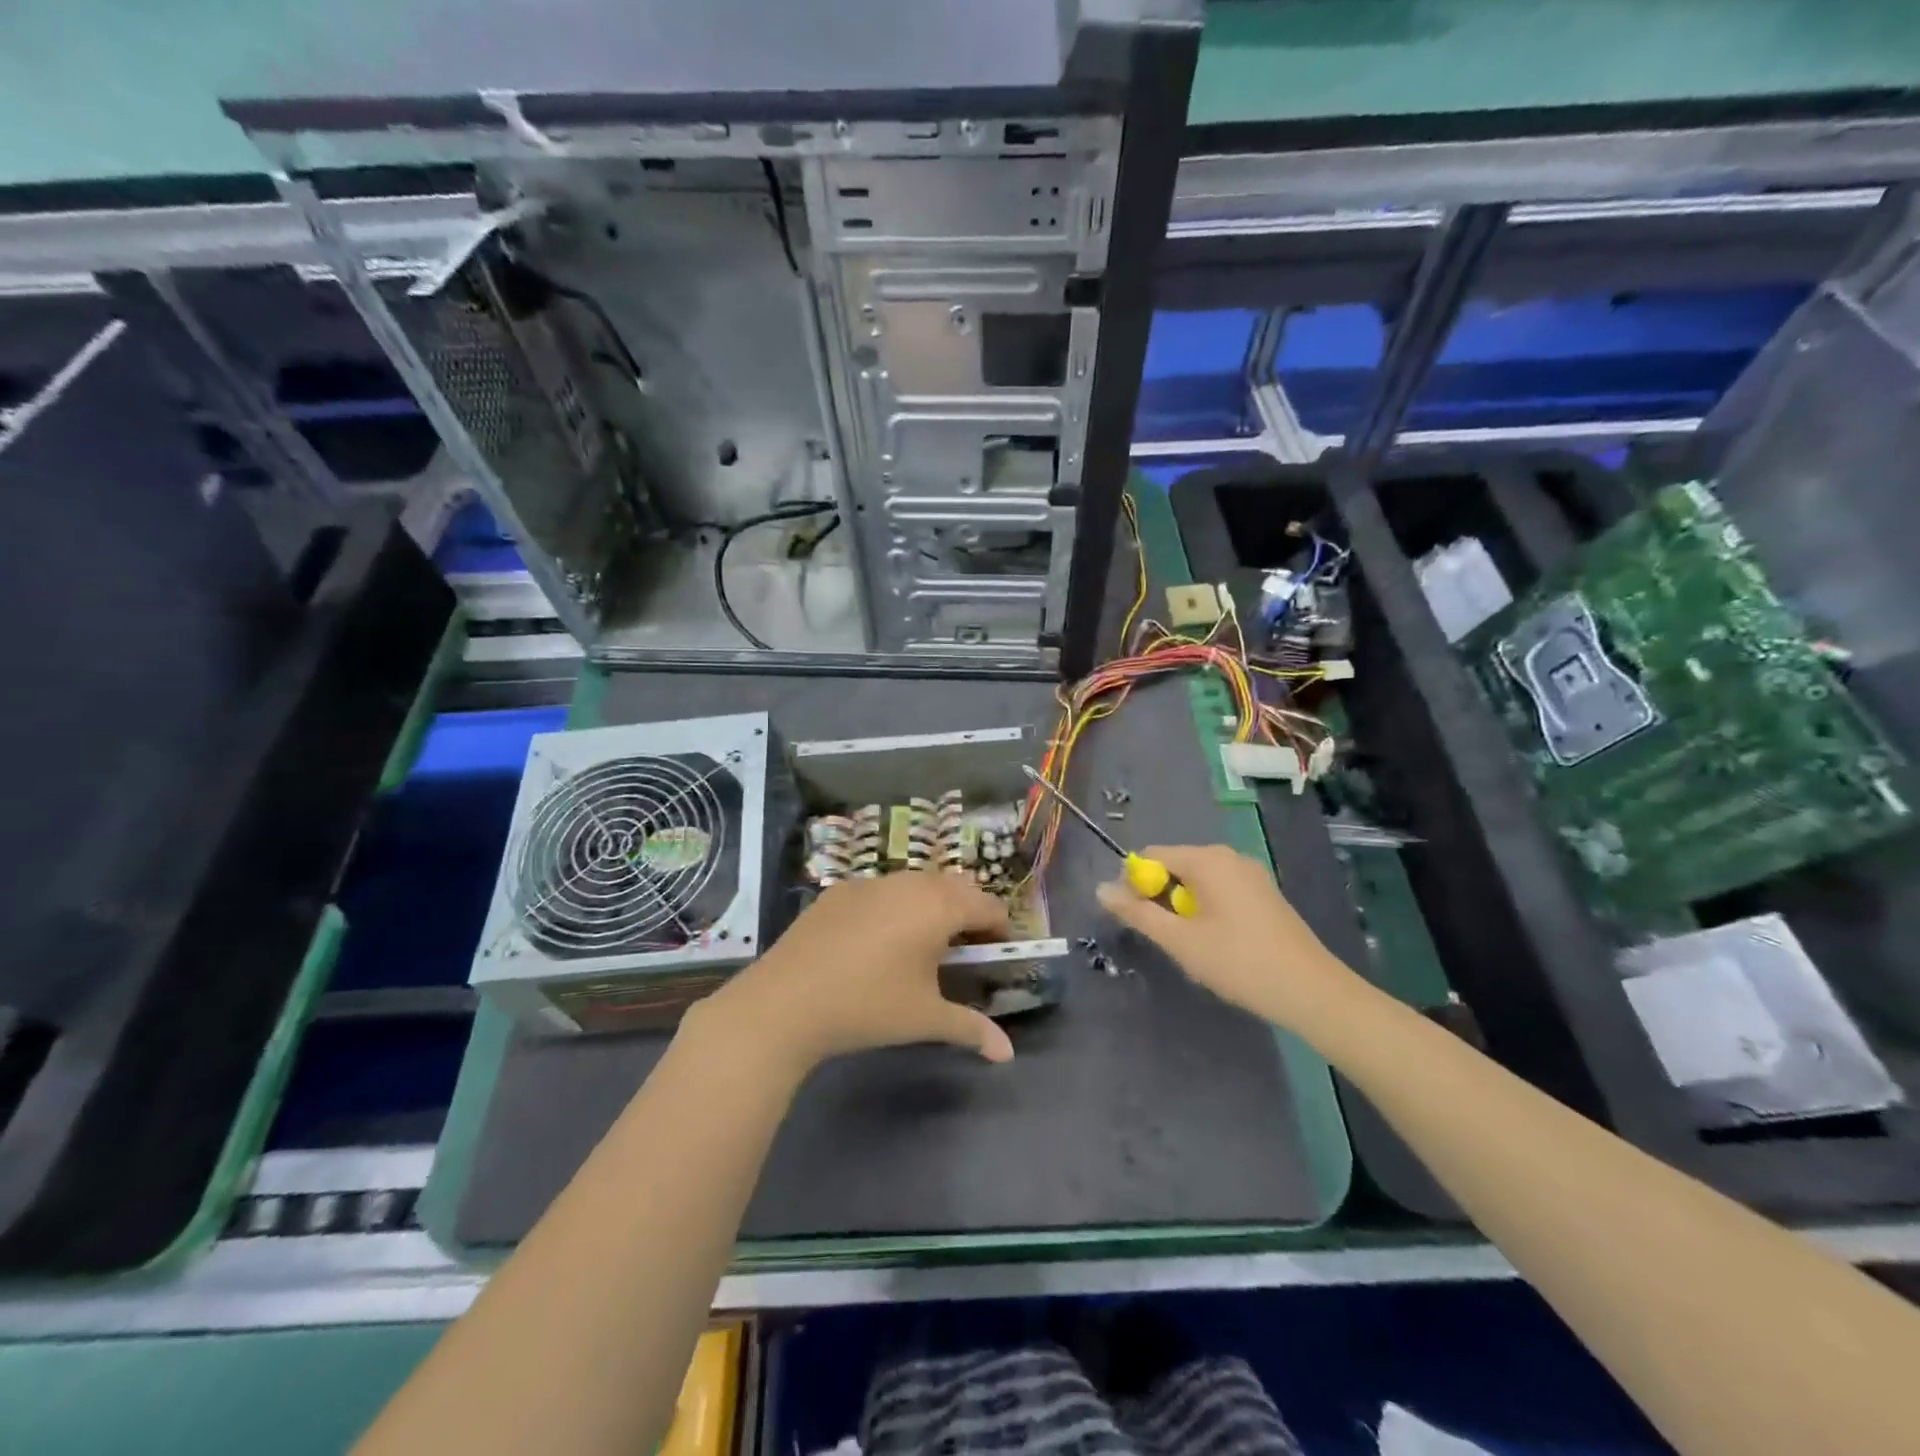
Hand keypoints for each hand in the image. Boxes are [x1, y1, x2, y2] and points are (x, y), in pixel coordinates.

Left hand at [697, 872, 1015, 1074]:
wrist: (786, 1000)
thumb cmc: (869, 1006)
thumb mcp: (925, 1019)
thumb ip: (971, 1029)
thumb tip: (1008, 1054)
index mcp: (939, 906)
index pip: (988, 905)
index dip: (1000, 929)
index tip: (997, 955)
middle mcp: (909, 882)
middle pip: (956, 886)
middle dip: (969, 912)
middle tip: (966, 949)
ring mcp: (871, 882)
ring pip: (917, 883)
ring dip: (932, 905)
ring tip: (924, 944)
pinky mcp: (840, 890)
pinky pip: (882, 890)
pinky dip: (895, 905)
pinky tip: (877, 941)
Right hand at [1095, 844, 1362, 1030]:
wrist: (1311, 992)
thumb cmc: (1238, 962)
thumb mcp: (1179, 941)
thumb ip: (1137, 913)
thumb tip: (1100, 889)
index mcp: (1207, 860)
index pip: (1151, 855)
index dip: (1135, 883)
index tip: (1136, 918)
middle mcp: (1229, 856)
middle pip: (1175, 865)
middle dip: (1160, 897)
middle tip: (1165, 937)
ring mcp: (1251, 874)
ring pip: (1198, 881)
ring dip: (1184, 907)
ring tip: (1192, 945)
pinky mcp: (1264, 894)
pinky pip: (1221, 890)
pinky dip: (1207, 909)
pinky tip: (1217, 944)